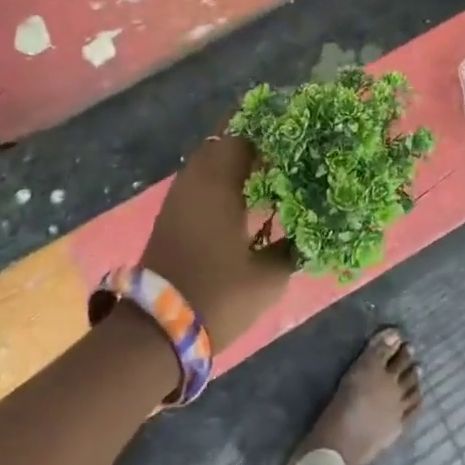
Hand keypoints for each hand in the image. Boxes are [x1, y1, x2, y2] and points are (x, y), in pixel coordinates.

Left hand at [141, 132, 294, 349]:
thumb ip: (292, 246)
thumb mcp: (268, 277)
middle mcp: (194, 181)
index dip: (269, 131)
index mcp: (218, 184)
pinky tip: (244, 198)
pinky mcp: (171, 217)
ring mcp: (178, 199)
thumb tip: (308, 229)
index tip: (295, 135)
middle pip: (220, 142)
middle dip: (250, 140)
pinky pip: (199, 181)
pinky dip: (221, 179)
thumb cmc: (217, 296)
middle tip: (284, 149)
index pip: (242, 136)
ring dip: (233, 160)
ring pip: (207, 161)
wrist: (156, 332)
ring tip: (269, 171)